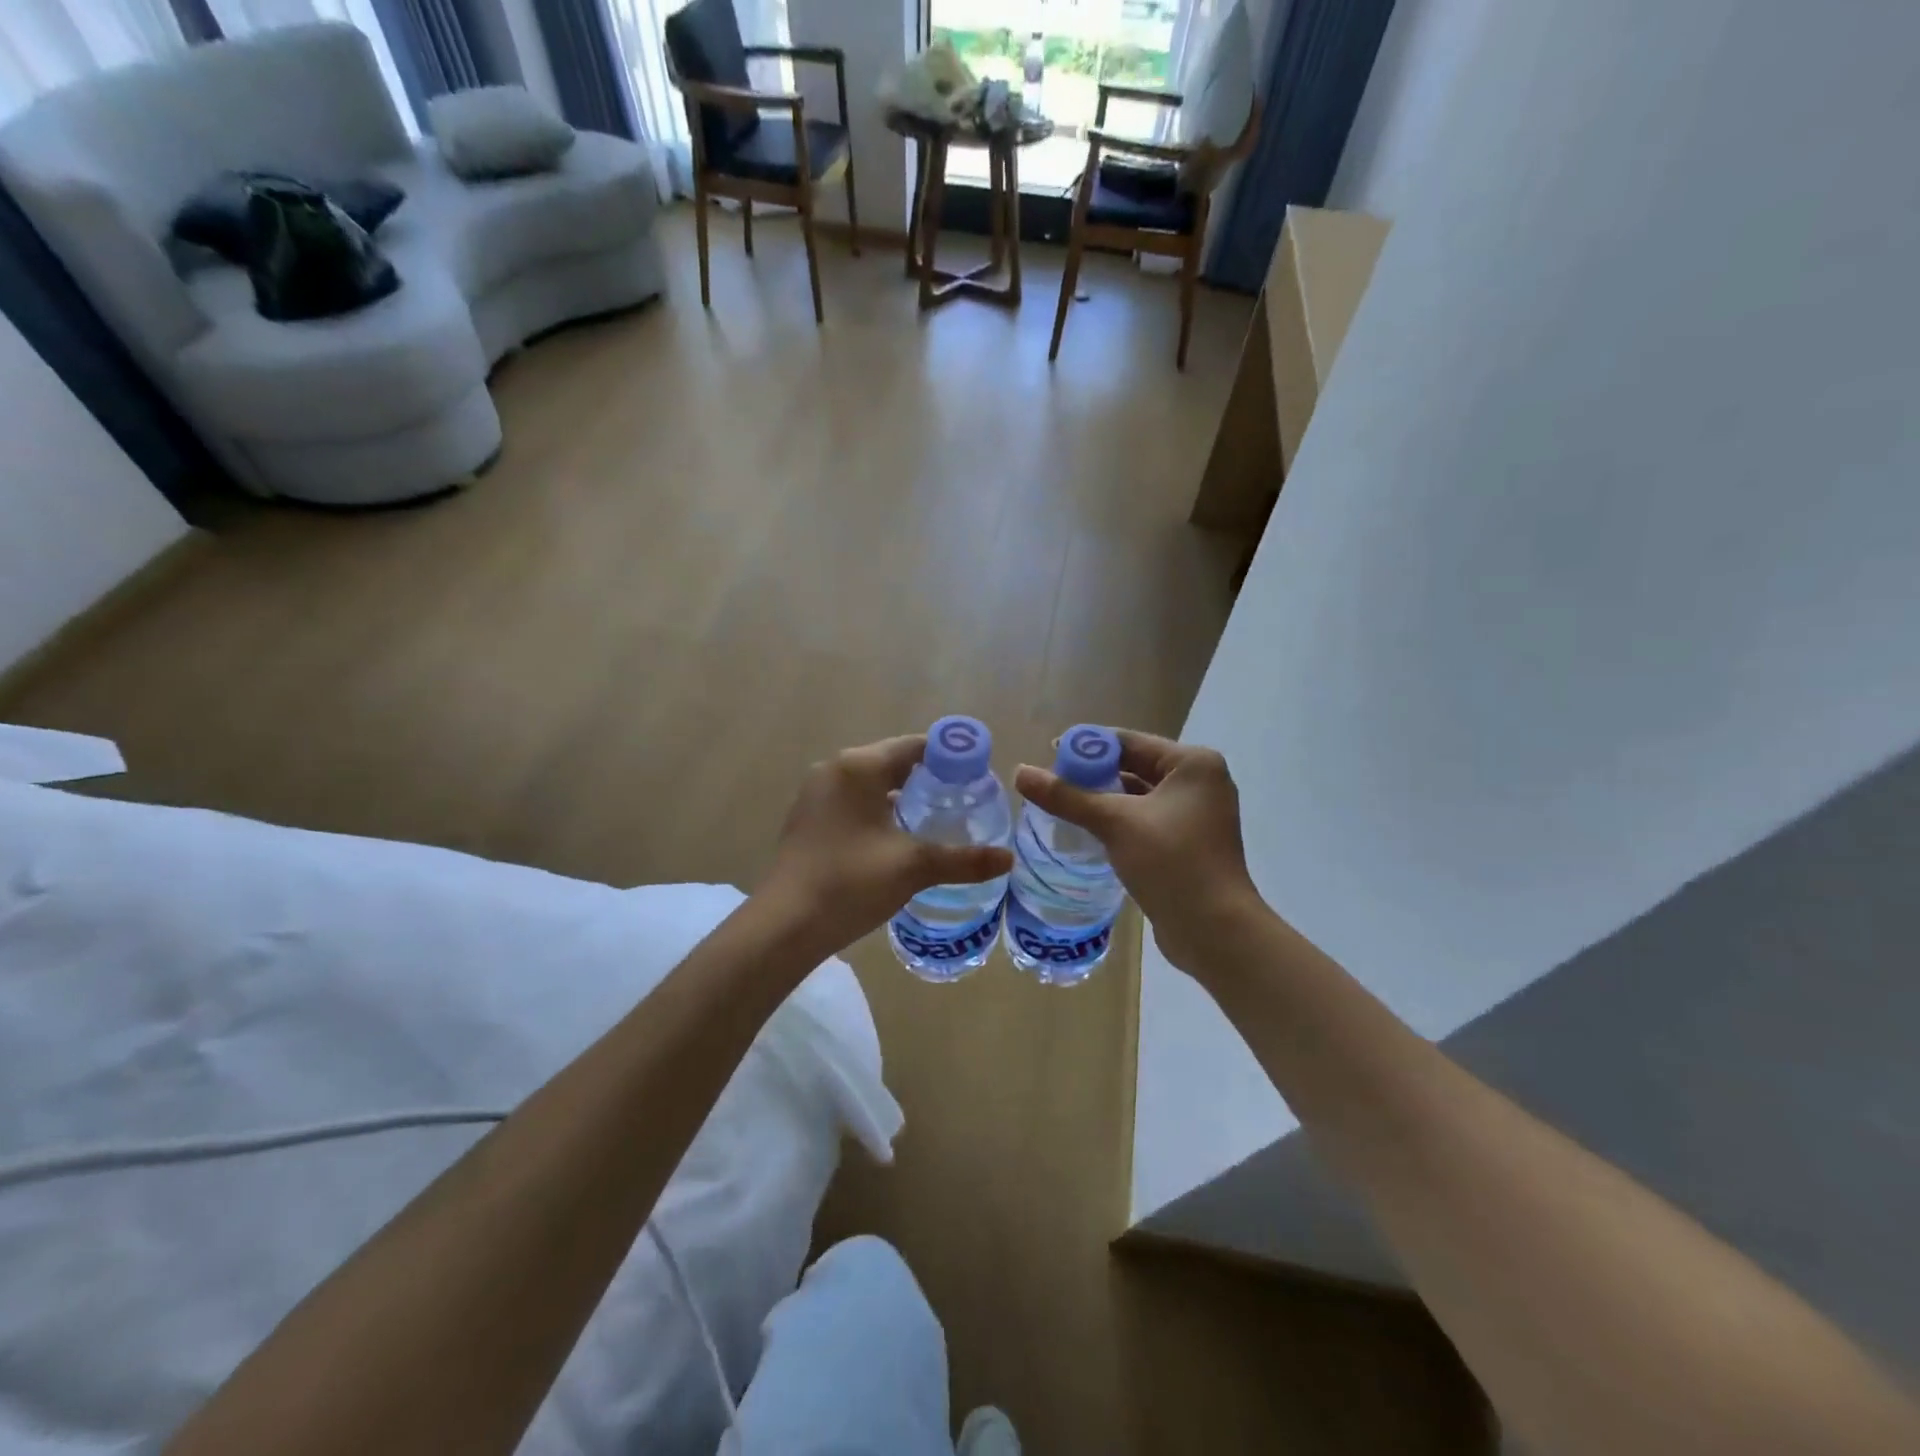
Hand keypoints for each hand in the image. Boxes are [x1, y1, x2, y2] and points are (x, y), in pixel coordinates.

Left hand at [760, 735, 1014, 957]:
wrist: (784, 926)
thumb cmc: (850, 883)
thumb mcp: (914, 867)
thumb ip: (964, 859)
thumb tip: (1009, 859)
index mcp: (859, 766)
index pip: (916, 746)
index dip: (951, 758)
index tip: (979, 778)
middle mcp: (835, 770)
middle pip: (894, 762)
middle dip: (930, 779)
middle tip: (965, 802)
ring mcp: (817, 794)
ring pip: (873, 784)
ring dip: (904, 797)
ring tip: (939, 820)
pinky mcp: (809, 818)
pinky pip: (854, 802)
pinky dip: (879, 811)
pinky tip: (899, 838)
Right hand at [1014, 730, 1261, 971]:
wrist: (1215, 930)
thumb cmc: (1171, 862)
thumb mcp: (1114, 823)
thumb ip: (1066, 796)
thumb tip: (1020, 772)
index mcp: (1193, 764)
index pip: (1130, 741)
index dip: (1088, 746)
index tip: (1049, 753)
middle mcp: (1199, 783)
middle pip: (1134, 766)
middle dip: (1093, 774)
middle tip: (1051, 782)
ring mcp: (1196, 816)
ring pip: (1138, 796)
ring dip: (1103, 800)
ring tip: (1062, 805)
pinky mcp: (1188, 844)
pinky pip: (1145, 821)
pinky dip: (1118, 822)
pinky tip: (1088, 831)